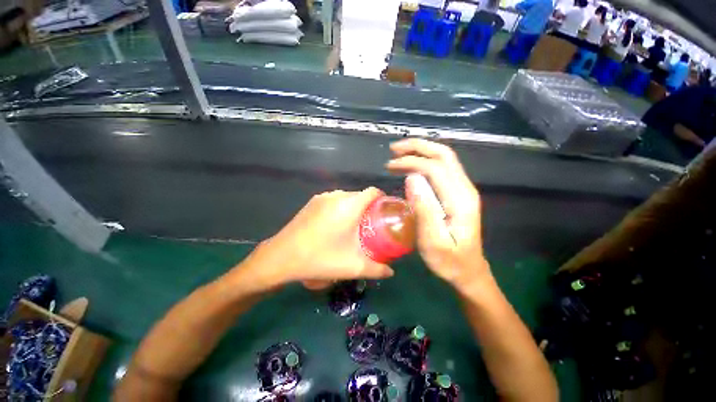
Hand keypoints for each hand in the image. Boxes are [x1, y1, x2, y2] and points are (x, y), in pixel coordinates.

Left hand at [242, 188, 394, 290]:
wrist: (281, 257)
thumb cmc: (320, 258)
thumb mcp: (352, 266)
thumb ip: (376, 269)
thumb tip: (391, 272)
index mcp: (348, 206)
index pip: (373, 192)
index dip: (382, 200)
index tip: (384, 213)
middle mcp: (336, 196)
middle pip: (360, 195)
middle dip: (368, 208)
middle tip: (371, 225)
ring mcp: (322, 197)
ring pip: (346, 197)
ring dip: (353, 208)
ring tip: (353, 226)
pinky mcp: (312, 202)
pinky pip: (334, 200)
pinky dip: (340, 208)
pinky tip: (335, 226)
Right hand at [386, 139, 490, 290]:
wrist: (468, 271)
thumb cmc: (449, 260)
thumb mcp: (433, 240)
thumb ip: (424, 208)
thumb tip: (412, 177)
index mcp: (460, 199)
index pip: (435, 167)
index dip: (411, 161)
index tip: (390, 166)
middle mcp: (465, 188)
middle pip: (443, 155)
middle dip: (418, 147)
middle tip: (394, 149)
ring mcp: (462, 190)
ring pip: (444, 159)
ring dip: (421, 152)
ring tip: (398, 155)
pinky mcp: (457, 194)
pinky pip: (442, 169)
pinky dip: (425, 161)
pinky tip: (411, 166)